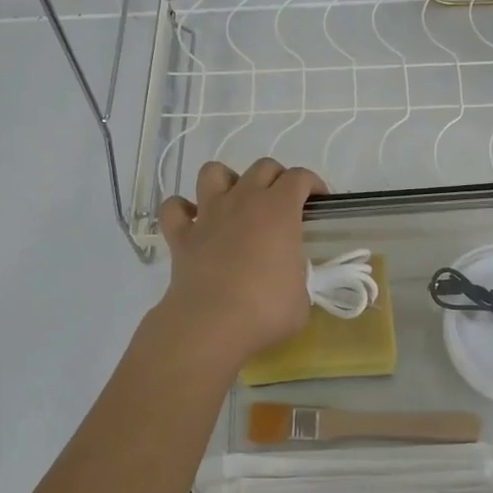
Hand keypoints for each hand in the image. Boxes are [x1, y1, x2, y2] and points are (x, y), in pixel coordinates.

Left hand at [155, 158, 325, 369]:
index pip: (299, 177)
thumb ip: (298, 275)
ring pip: (213, 172)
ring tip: (236, 202)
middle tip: (283, 204)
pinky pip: (174, 208)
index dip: (312, 184)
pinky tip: (194, 222)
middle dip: (276, 179)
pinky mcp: (181, 235)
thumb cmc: (265, 311)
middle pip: (262, 167)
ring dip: (227, 181)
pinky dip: (182, 210)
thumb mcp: (301, 296)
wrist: (211, 326)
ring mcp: (209, 214)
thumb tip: (288, 276)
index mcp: (279, 210)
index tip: (318, 202)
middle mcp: (243, 201)